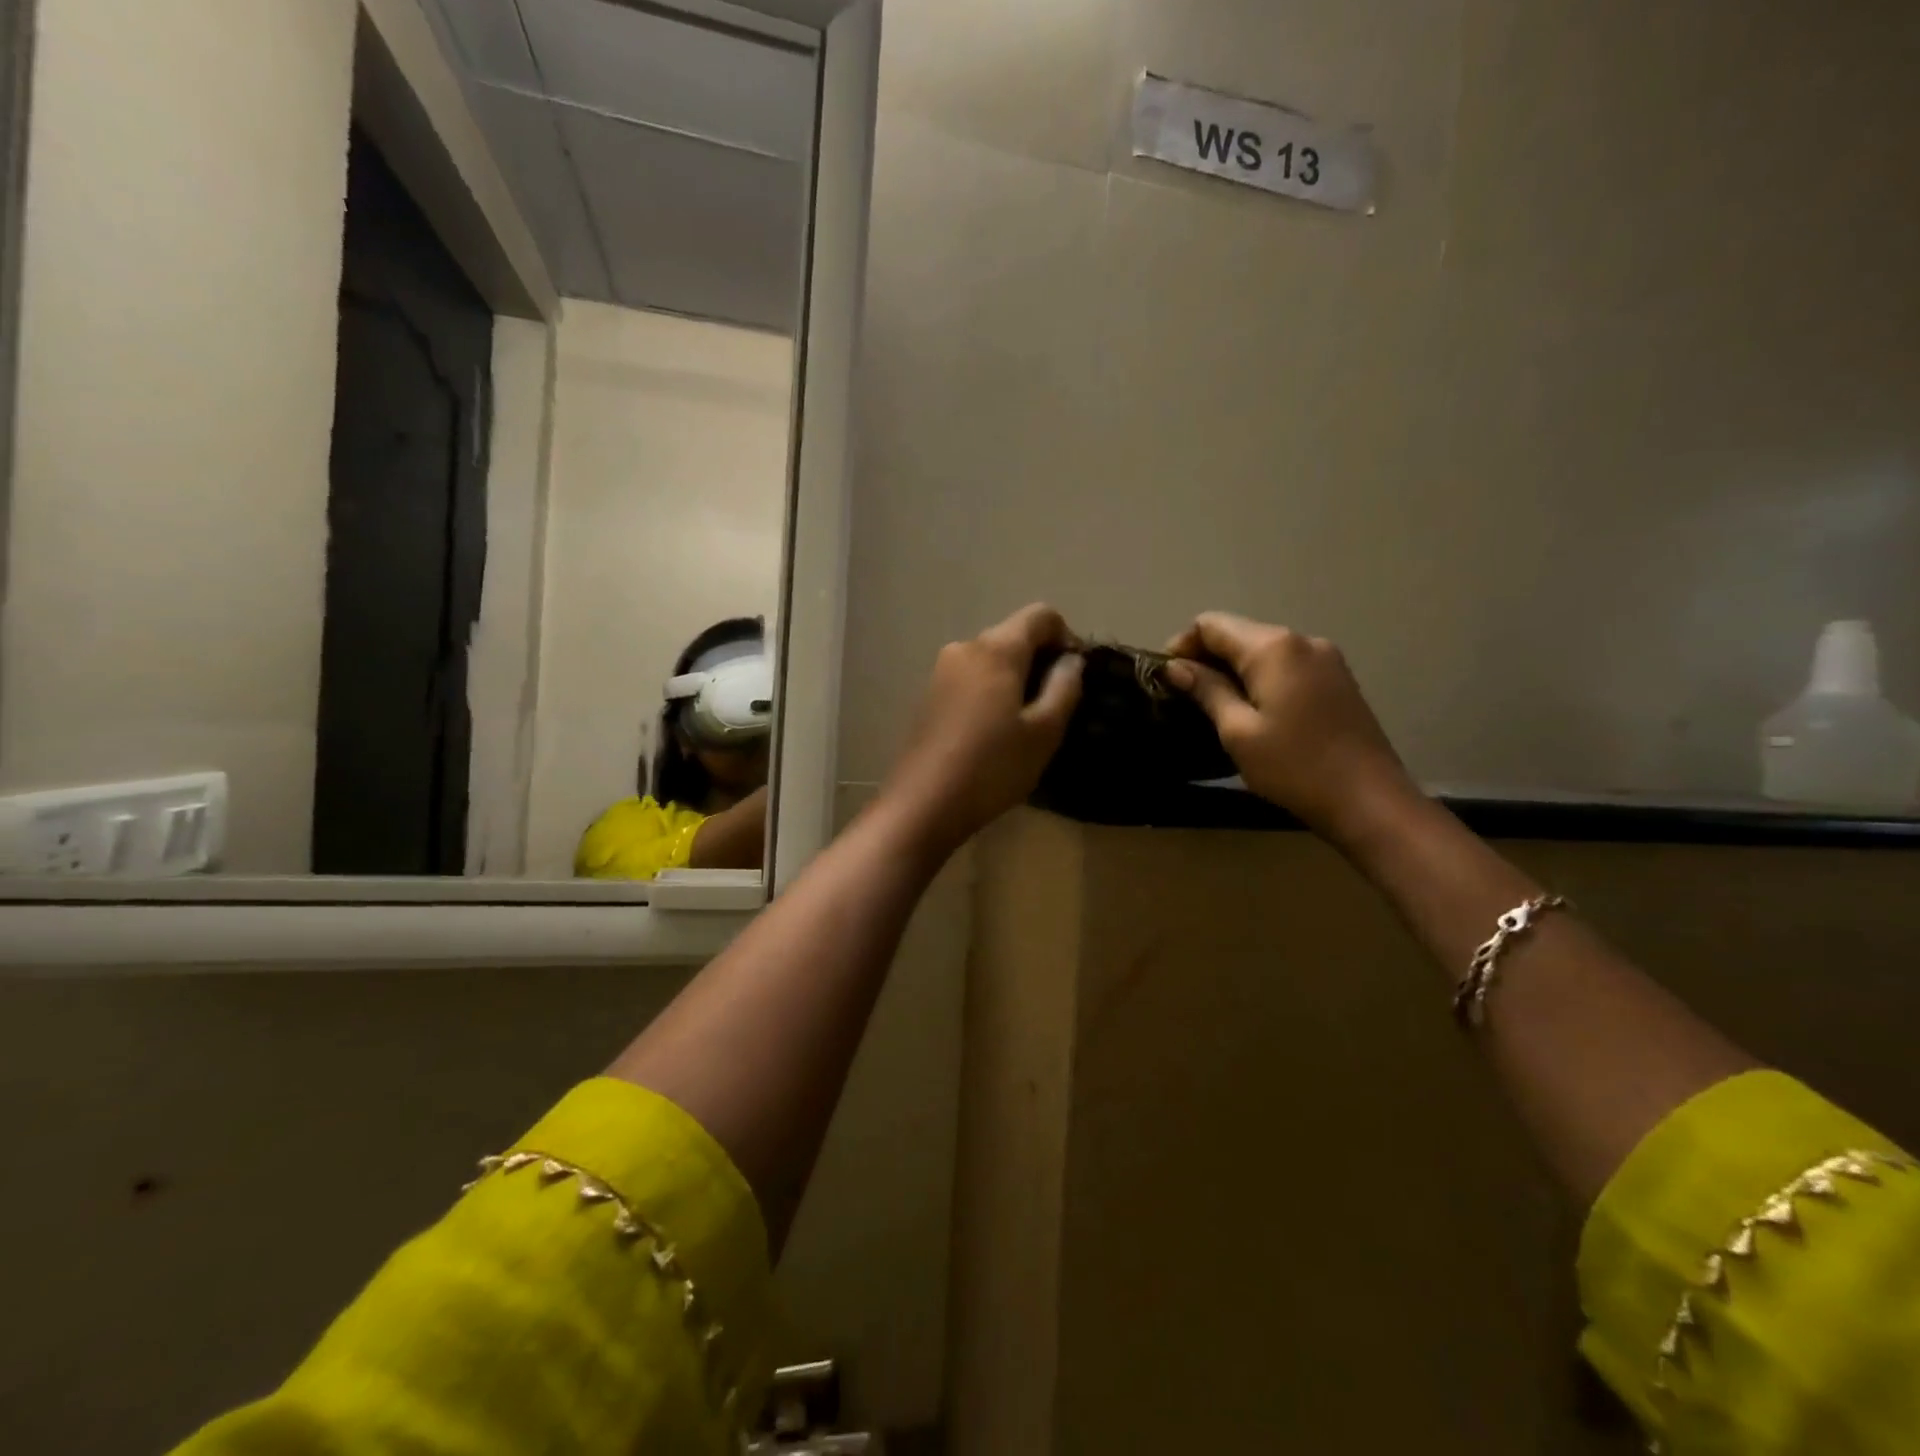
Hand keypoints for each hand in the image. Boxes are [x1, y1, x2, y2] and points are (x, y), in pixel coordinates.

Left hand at [880, 604, 1084, 859]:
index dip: (1066, 637)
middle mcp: (965, 648)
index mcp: (996, 649)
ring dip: (1015, 680)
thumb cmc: (993, 767)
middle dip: (1040, 661)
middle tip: (1055, 707)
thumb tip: (1071, 661)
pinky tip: (994, 733)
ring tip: (1025, 725)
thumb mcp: (1044, 732)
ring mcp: (941, 671)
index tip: (1074, 676)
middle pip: (1013, 636)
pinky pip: (971, 680)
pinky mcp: (928, 695)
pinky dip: (991, 694)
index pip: (1041, 615)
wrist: (923, 803)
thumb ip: (1065, 687)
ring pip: (991, 660)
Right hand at [1165, 612, 1418, 844]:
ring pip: (1263, 649)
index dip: (1182, 645)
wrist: (1370, 800)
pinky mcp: (1337, 679)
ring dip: (1233, 669)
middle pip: (1239, 633)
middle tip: (1185, 696)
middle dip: (1207, 657)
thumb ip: (1206, 691)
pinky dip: (1261, 678)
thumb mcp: (1238, 732)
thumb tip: (1175, 667)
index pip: (1212, 624)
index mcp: (1273, 647)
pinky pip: (1286, 665)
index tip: (1167, 679)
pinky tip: (1253, 710)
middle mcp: (1301, 640)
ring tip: (1215, 706)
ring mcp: (1325, 658)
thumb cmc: (1295, 767)